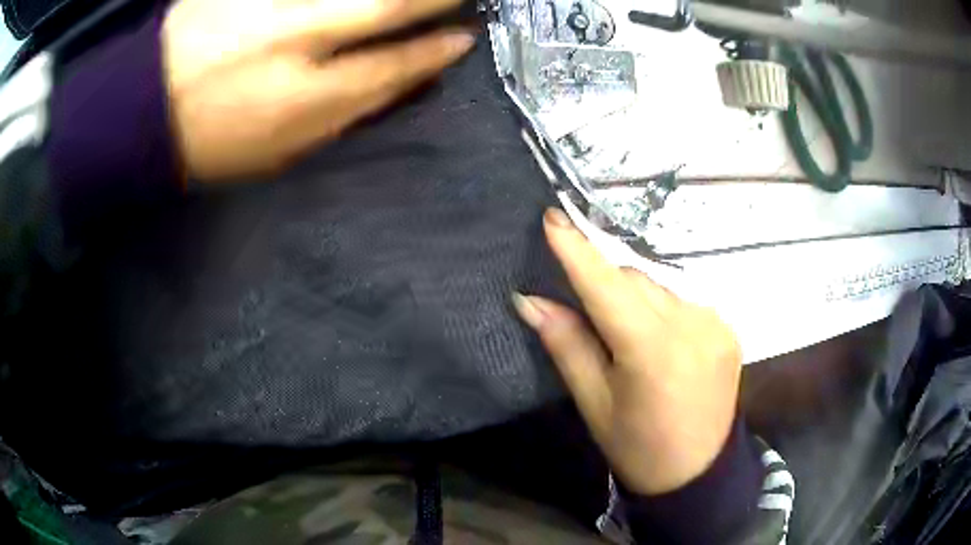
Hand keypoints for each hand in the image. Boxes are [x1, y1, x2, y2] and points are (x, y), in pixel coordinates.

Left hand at [162, 0, 473, 180]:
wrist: (142, 109)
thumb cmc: (211, 143)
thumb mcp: (279, 153)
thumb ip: (341, 115)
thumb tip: (396, 82)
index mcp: (304, 101)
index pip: (393, 68)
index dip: (435, 52)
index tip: (462, 38)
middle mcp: (297, 41)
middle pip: (388, 6)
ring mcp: (272, 4)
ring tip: (413, 1)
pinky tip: (339, 4)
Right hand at [514, 209, 742, 494]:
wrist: (698, 472)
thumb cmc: (636, 447)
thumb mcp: (594, 403)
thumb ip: (567, 345)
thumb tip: (530, 300)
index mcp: (652, 351)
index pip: (607, 286)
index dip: (577, 250)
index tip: (553, 216)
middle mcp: (690, 325)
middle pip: (634, 280)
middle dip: (606, 287)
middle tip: (592, 319)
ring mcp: (714, 323)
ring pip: (659, 287)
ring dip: (636, 299)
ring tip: (631, 338)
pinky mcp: (727, 328)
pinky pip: (683, 301)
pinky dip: (663, 311)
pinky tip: (663, 343)